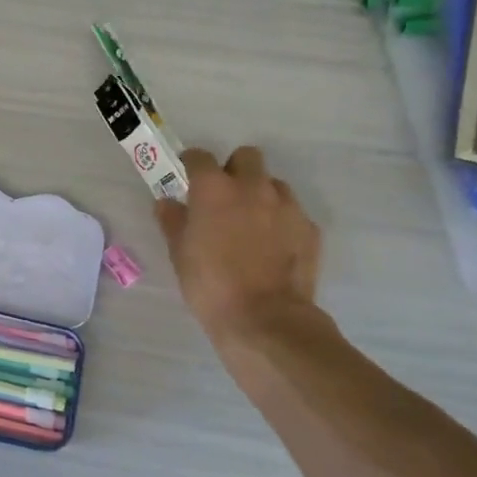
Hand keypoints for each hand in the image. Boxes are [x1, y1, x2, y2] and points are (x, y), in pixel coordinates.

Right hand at [155, 146, 322, 353]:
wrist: (264, 319)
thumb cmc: (210, 285)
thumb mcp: (179, 254)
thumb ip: (173, 221)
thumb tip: (167, 203)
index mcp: (214, 189)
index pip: (199, 157)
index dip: (191, 165)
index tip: (187, 178)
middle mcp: (252, 187)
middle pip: (246, 157)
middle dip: (234, 170)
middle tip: (224, 197)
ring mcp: (286, 205)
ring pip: (273, 183)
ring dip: (260, 194)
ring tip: (251, 223)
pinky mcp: (309, 228)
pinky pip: (292, 212)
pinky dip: (281, 221)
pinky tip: (272, 246)